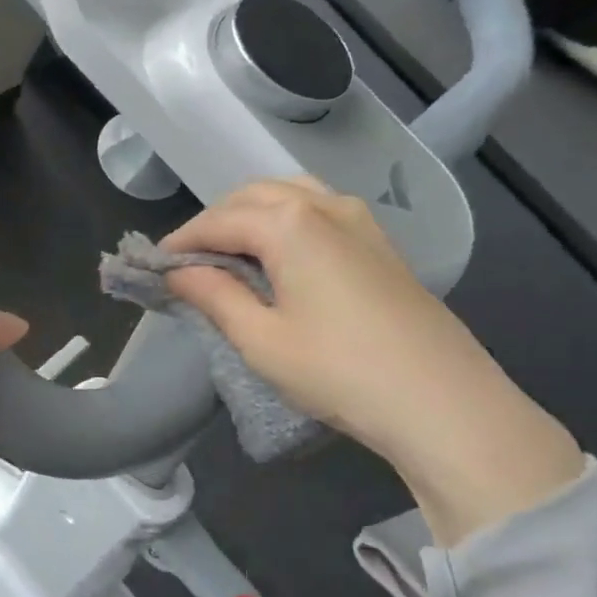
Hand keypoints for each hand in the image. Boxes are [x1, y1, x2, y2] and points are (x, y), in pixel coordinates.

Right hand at [163, 177, 584, 545]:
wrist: (443, 402)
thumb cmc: (339, 371)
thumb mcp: (259, 339)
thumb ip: (213, 295)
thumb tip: (177, 272)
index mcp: (289, 222)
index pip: (218, 220)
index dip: (181, 241)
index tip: (154, 266)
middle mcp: (325, 206)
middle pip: (252, 196)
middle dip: (213, 222)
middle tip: (189, 262)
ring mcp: (360, 221)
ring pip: (289, 194)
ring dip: (250, 214)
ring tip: (230, 253)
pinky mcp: (381, 243)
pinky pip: (319, 210)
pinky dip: (285, 220)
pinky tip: (279, 256)